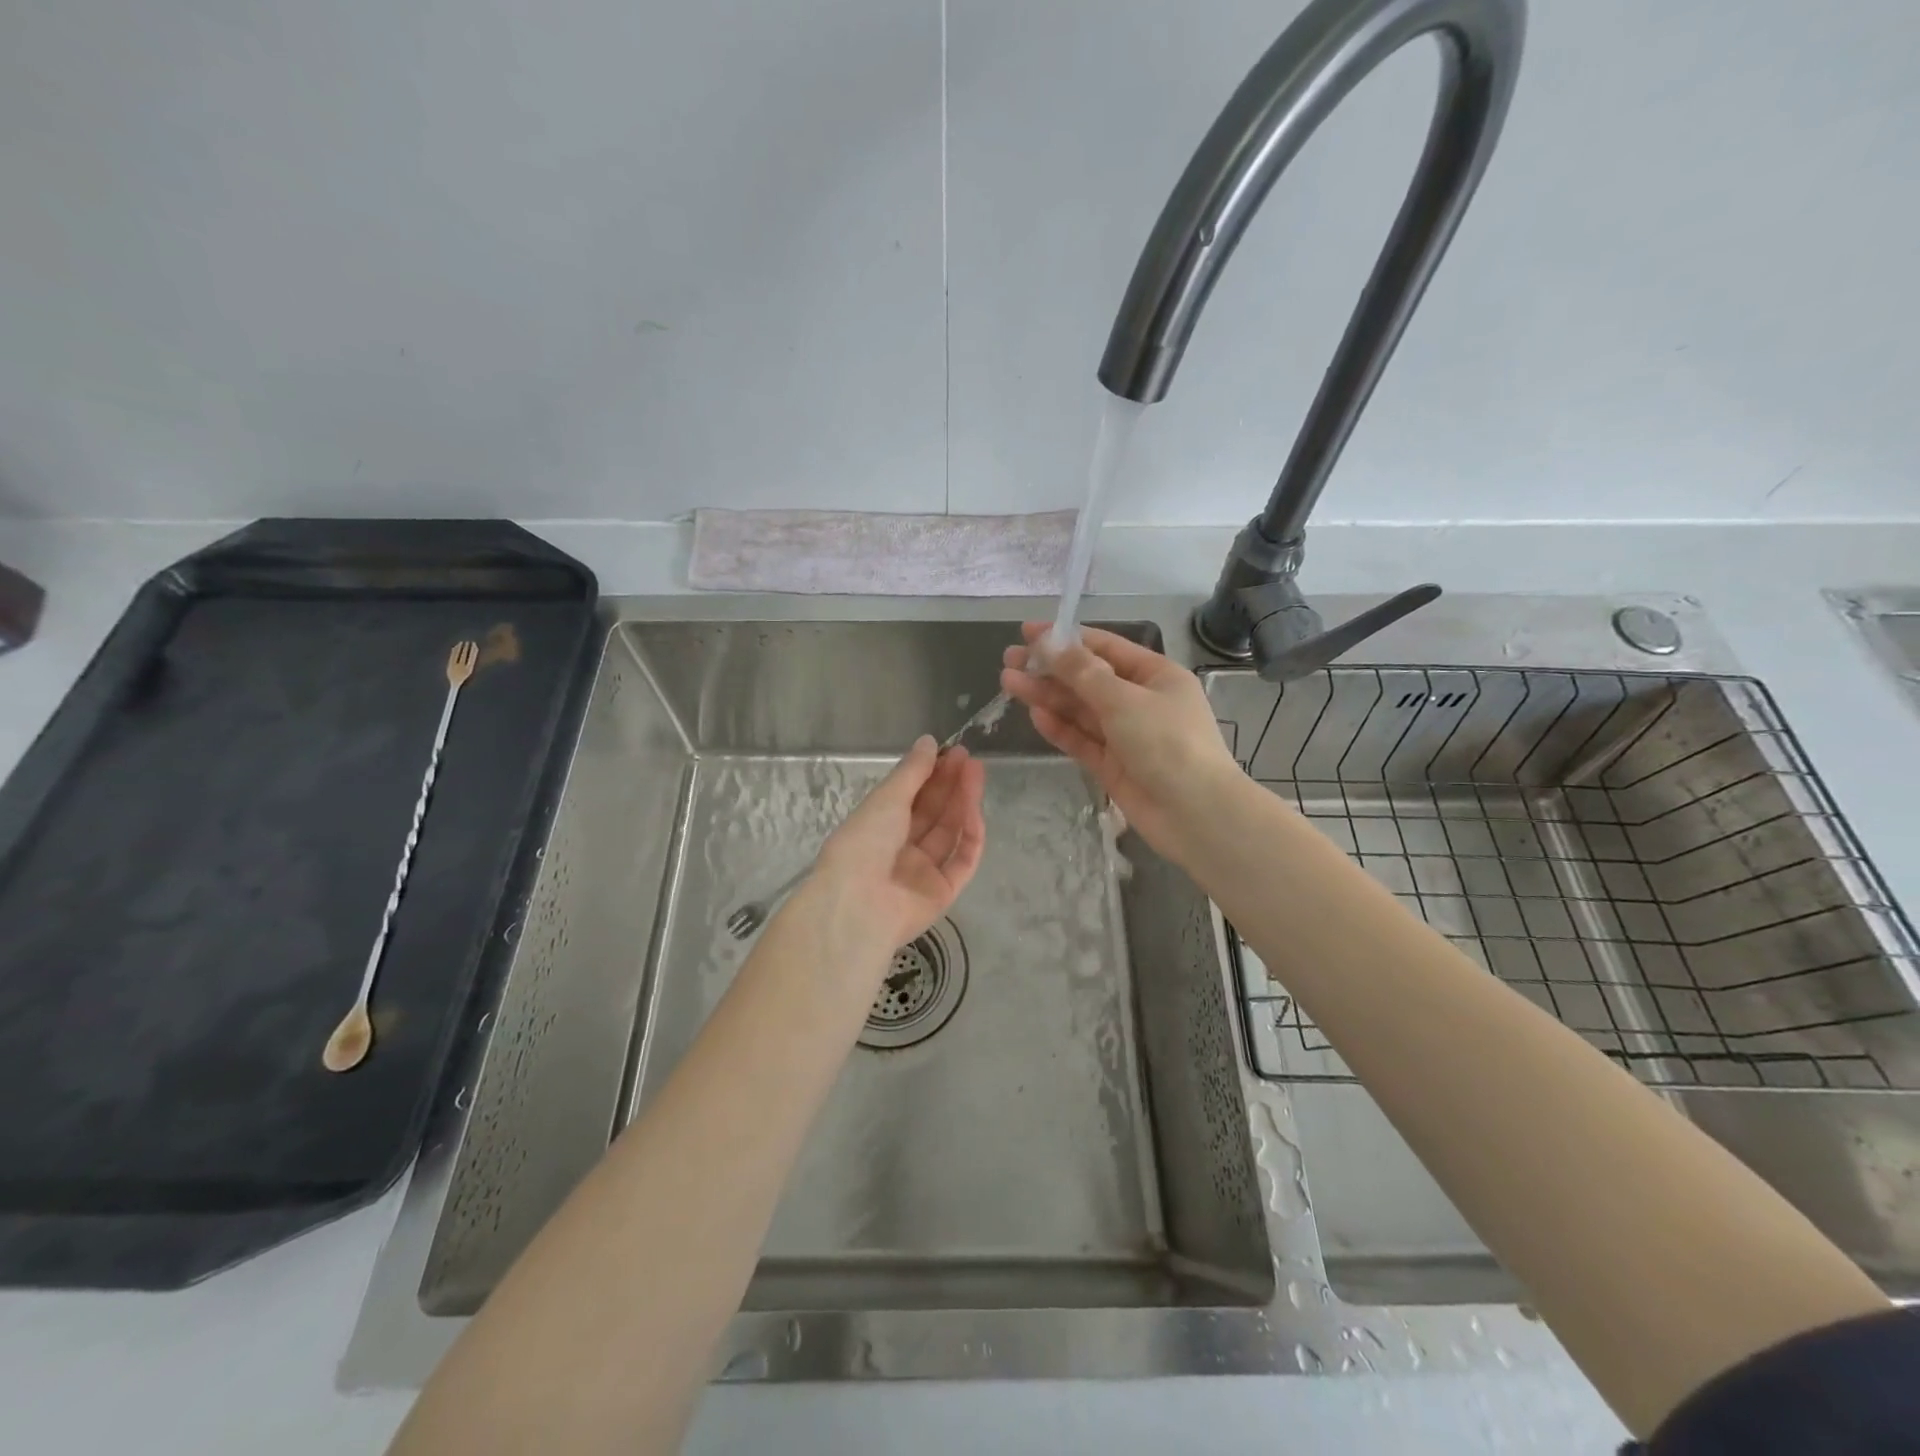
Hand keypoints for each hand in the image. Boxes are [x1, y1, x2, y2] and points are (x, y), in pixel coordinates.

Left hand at [810, 736, 986, 958]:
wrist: (858, 904)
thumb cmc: (863, 844)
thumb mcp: (886, 799)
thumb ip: (912, 771)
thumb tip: (929, 741)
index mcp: (876, 828)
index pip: (909, 797)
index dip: (930, 774)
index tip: (950, 751)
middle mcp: (899, 849)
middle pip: (932, 813)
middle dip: (950, 784)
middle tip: (968, 758)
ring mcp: (922, 872)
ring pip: (948, 833)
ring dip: (963, 802)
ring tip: (976, 773)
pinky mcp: (942, 892)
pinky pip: (961, 861)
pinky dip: (970, 836)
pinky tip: (974, 810)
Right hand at [1000, 623, 1238, 861]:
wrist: (1195, 813)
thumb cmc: (1167, 743)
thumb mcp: (1123, 699)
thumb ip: (1083, 672)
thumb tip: (1050, 644)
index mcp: (1155, 675)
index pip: (1105, 647)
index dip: (1066, 638)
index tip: (1028, 632)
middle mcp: (1140, 701)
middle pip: (1087, 678)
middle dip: (1050, 669)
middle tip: (1009, 660)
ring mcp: (1125, 735)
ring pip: (1080, 709)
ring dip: (1047, 696)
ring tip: (1008, 683)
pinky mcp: (1112, 765)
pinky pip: (1082, 740)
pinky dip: (1060, 727)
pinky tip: (1035, 714)